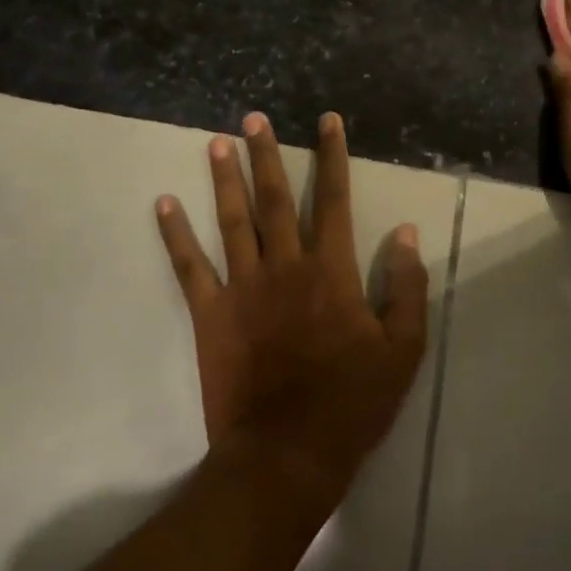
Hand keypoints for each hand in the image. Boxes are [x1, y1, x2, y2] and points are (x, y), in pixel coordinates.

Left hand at [155, 111, 428, 504]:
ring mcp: (243, 287)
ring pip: (232, 221)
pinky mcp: (211, 314)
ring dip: (225, 179)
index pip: (333, 200)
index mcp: (330, 271)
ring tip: (217, 143)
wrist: (288, 453)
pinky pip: (189, 266)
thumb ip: (406, 286)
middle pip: (275, 199)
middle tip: (254, 118)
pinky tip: (164, 204)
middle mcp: (284, 266)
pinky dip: (175, 234)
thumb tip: (405, 232)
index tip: (326, 121)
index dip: (332, 157)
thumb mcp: (402, 349)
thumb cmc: (352, 402)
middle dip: (267, 155)